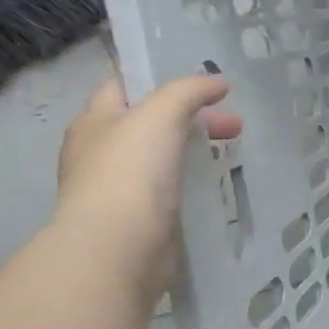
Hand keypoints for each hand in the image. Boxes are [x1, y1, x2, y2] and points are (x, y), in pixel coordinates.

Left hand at [52, 75, 241, 301]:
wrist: (118, 249)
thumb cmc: (130, 172)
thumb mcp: (160, 115)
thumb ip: (188, 92)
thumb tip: (217, 82)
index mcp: (94, 122)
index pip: (123, 87)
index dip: (159, 79)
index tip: (202, 83)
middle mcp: (100, 153)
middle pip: (150, 123)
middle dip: (192, 118)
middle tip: (234, 125)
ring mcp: (118, 189)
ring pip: (162, 157)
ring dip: (194, 150)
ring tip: (231, 152)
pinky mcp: (140, 219)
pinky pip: (170, 190)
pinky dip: (193, 182)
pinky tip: (217, 184)